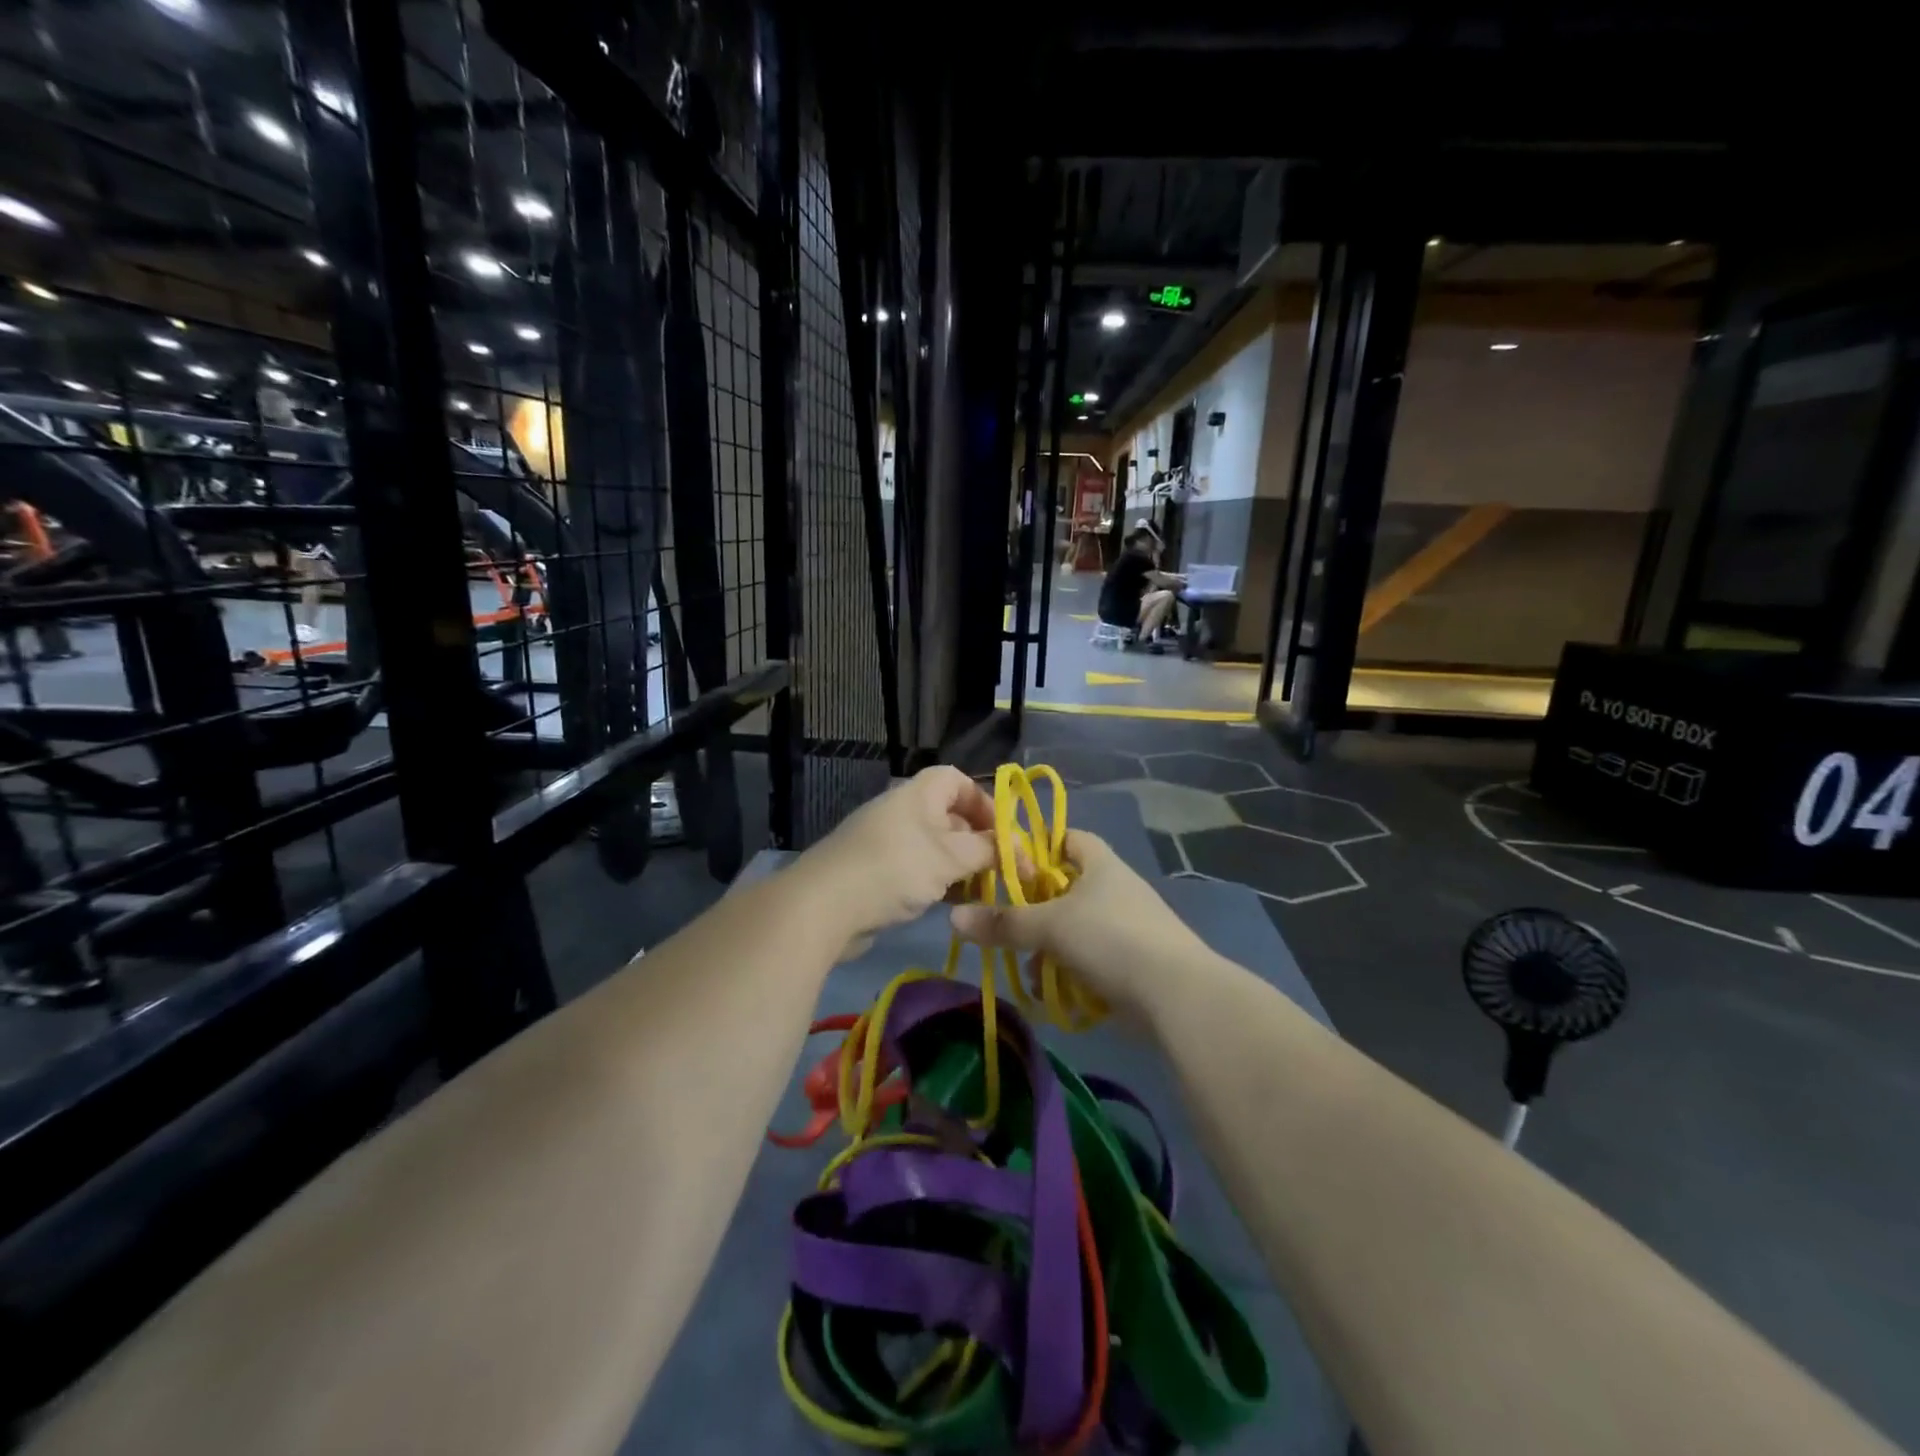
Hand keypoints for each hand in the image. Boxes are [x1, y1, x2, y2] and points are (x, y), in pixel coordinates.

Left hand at [802, 767, 997, 953]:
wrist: (823, 906)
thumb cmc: (895, 868)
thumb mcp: (950, 857)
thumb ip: (988, 849)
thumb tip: (1014, 847)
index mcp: (918, 794)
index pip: (957, 780)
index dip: (984, 801)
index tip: (1004, 832)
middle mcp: (903, 812)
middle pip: (951, 817)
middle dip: (980, 842)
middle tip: (1004, 871)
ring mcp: (887, 844)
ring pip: (937, 849)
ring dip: (962, 868)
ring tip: (986, 893)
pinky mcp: (877, 875)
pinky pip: (918, 872)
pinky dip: (939, 884)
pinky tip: (954, 907)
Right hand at [948, 830, 1213, 1020]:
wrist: (1176, 994)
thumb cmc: (1111, 938)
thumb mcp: (1050, 926)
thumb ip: (1003, 923)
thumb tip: (953, 917)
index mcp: (1101, 863)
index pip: (1067, 838)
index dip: (1038, 846)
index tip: (1008, 865)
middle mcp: (1115, 888)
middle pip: (1066, 888)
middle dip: (1035, 910)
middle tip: (1007, 925)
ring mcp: (1128, 927)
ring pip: (1075, 929)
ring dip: (1050, 948)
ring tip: (1029, 968)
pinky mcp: (1134, 963)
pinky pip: (1091, 960)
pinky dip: (1071, 973)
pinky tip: (1054, 992)